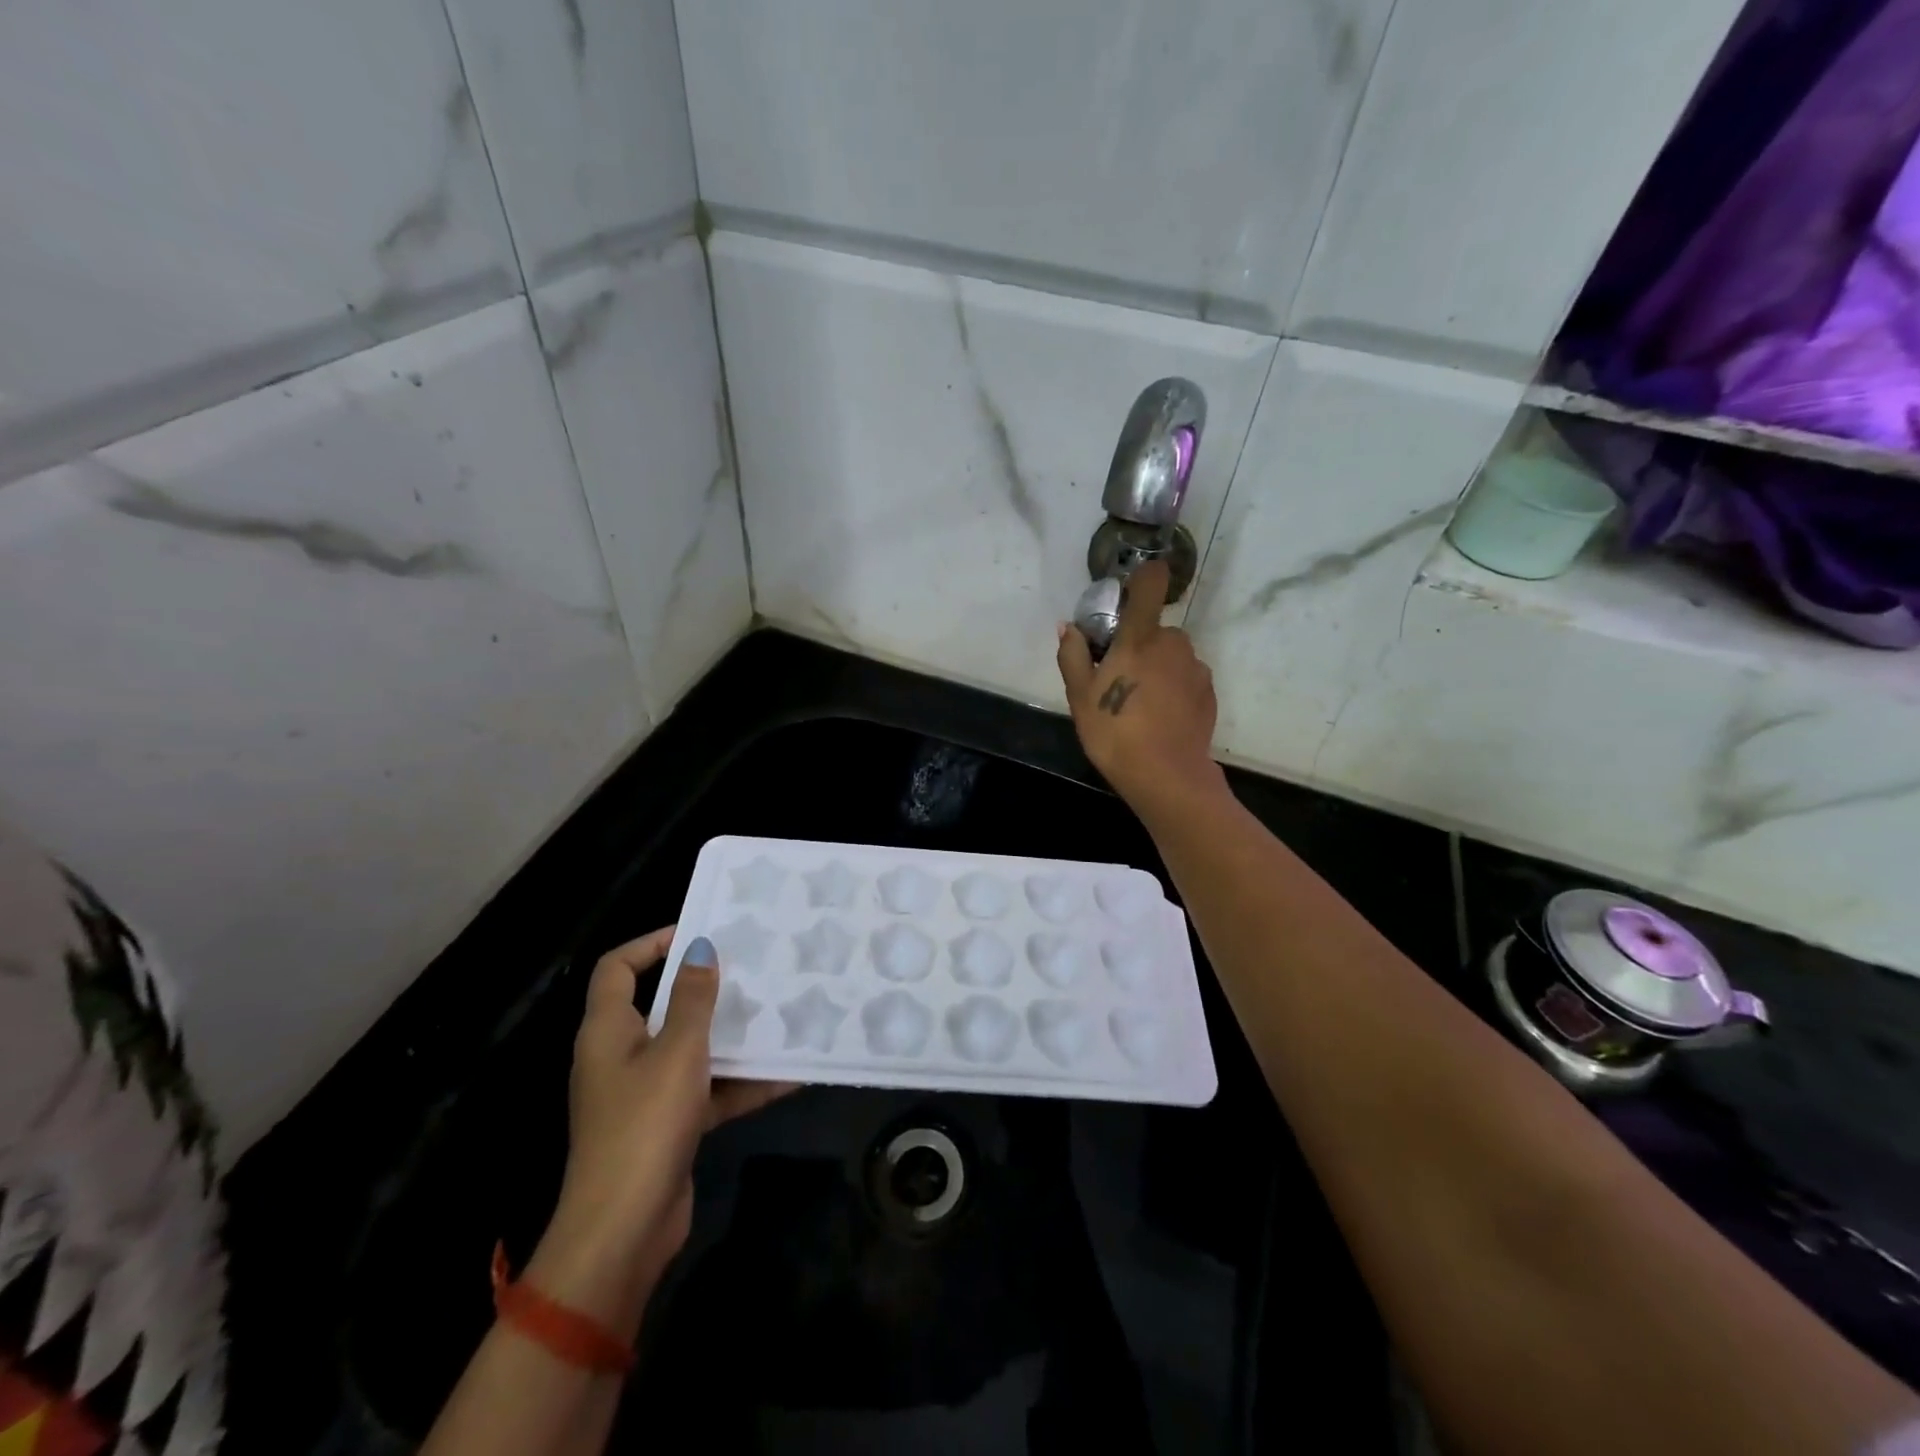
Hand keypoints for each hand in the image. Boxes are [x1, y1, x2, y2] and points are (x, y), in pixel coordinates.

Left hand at [527, 929, 790, 1330]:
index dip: (652, 942)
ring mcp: (645, 1094)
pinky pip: (708, 1090)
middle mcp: (622, 1056)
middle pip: (661, 1006)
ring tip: (778, 1011)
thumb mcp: (677, 1052)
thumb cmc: (645, 1124)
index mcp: (609, 1031)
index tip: (700, 931)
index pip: (618, 968)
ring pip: (691, 1049)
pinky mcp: (669, 1125)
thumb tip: (699, 948)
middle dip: (706, 988)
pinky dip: (741, 1082)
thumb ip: (692, 999)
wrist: (625, 1230)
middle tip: (751, 967)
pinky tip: (788, 1073)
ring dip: (731, 1036)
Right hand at [1057, 559, 1224, 815]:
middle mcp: (1174, 643)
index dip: (1144, 576)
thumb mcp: (1080, 697)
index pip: (1151, 583)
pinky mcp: (1209, 693)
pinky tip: (1159, 717)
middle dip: (1138, 645)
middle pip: (1155, 630)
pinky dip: (1173, 689)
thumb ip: (1073, 656)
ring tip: (1139, 704)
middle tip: (1118, 678)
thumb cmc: (1115, 732)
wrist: (1166, 776)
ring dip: (1157, 668)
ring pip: (1172, 656)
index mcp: (1140, 637)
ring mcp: (1196, 668)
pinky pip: (1186, 679)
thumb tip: (1068, 628)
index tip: (1129, 591)